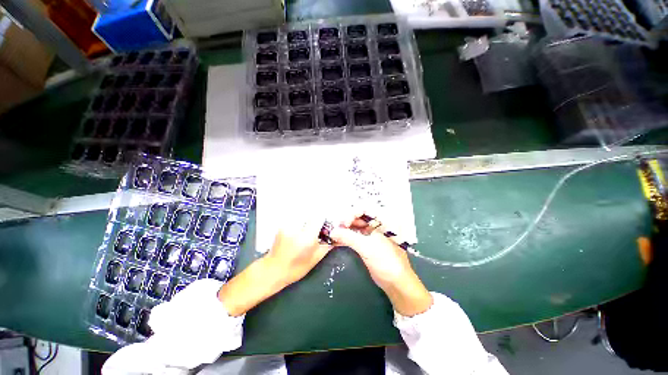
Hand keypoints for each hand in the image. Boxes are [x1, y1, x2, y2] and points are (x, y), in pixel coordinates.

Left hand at [219, 220, 330, 315]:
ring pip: (302, 212)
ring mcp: (287, 225)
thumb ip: (328, 244)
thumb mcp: (316, 258)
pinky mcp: (282, 225)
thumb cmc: (296, 268)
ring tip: (309, 225)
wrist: (273, 270)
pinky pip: (295, 216)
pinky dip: (300, 219)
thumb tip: (338, 235)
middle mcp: (296, 228)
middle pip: (311, 212)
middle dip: (316, 217)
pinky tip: (300, 227)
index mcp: (306, 238)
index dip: (324, 218)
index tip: (326, 222)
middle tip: (318, 224)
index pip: (318, 216)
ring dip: (308, 217)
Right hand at [330, 214, 431, 315]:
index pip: (365, 209)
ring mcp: (372, 234)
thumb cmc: (386, 261)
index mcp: (382, 221)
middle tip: (336, 228)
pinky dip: (347, 237)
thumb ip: (349, 237)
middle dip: (346, 221)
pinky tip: (337, 240)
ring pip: (356, 227)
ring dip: (345, 229)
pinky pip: (355, 236)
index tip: (343, 223)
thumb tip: (332, 231)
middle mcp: (377, 224)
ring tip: (334, 234)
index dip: (352, 213)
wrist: (396, 283)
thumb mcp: (367, 248)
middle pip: (359, 217)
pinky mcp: (368, 244)